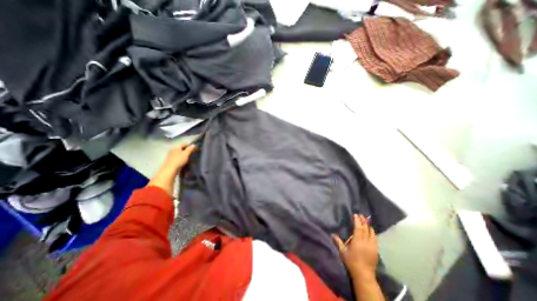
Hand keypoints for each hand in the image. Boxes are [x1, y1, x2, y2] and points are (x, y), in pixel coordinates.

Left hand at [147, 142, 195, 194]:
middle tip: (193, 153)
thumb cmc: (178, 160)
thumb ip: (190, 149)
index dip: (189, 145)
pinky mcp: (170, 161)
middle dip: (187, 150)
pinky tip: (185, 161)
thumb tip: (194, 145)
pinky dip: (182, 158)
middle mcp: (172, 150)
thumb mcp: (186, 154)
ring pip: (179, 153)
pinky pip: (178, 158)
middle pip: (181, 148)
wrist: (169, 170)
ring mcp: (171, 156)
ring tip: (190, 158)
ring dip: (184, 155)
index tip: (195, 148)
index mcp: (176, 147)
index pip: (184, 144)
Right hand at [332, 214, 376, 278]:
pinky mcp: (376, 250)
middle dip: (363, 221)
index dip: (357, 221)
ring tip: (366, 221)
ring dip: (368, 226)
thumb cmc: (351, 262)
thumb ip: (338, 242)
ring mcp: (372, 246)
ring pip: (372, 233)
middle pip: (366, 229)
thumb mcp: (343, 252)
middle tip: (361, 215)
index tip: (355, 215)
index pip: (358, 228)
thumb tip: (332, 234)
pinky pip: (375, 238)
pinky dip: (372, 233)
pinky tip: (371, 231)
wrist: (364, 274)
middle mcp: (366, 242)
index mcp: (358, 241)